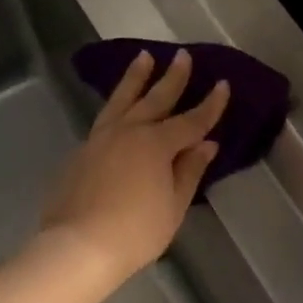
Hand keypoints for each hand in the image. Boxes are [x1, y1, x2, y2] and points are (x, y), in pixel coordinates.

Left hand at [40, 48, 227, 294]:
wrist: (79, 247)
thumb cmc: (136, 231)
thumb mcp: (174, 205)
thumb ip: (189, 171)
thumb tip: (205, 145)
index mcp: (156, 144)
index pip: (191, 121)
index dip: (210, 105)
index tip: (223, 84)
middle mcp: (127, 132)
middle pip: (155, 99)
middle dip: (172, 78)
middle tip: (182, 56)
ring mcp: (99, 140)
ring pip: (121, 100)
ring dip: (135, 79)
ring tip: (143, 58)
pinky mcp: (80, 153)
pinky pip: (104, 119)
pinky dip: (116, 105)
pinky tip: (119, 107)